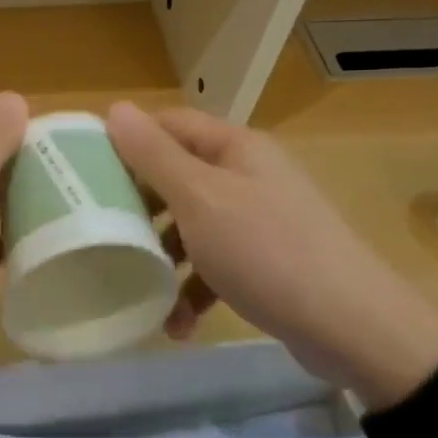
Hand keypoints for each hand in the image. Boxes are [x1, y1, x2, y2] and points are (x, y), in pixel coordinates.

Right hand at [105, 102, 437, 409]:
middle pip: (177, 177)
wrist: (354, 328)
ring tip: (137, 285)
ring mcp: (259, 219)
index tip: (84, 170)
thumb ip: (154, 155)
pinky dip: (193, 290)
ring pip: (192, 226)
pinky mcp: (266, 262)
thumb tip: (116, 109)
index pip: (169, 125)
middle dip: (139, 207)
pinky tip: (176, 324)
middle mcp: (247, 175)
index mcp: (235, 148)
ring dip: (163, 257)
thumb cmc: (267, 251)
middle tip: (100, 230)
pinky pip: (215, 265)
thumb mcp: (200, 199)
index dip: (127, 142)